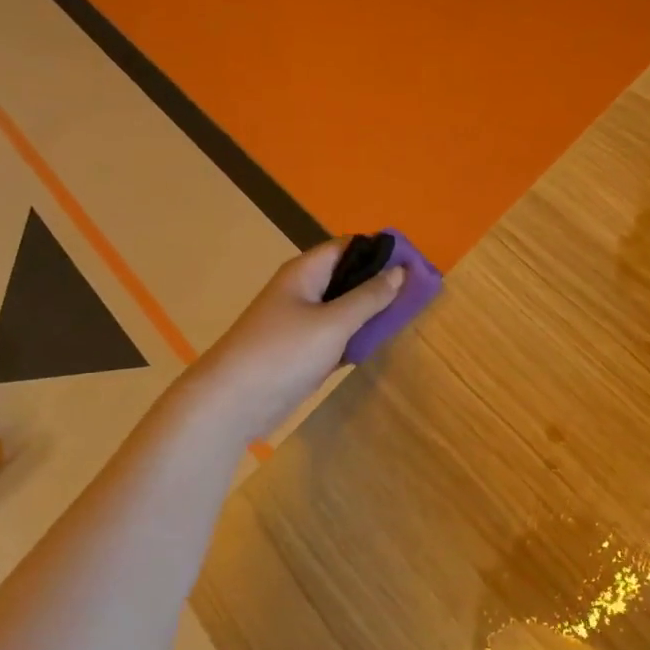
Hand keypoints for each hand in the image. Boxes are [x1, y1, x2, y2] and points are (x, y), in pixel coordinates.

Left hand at [184, 240, 404, 443]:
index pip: (349, 247)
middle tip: (418, 293)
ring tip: (407, 316)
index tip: (416, 264)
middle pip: (347, 276)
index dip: (381, 251)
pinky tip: (379, 344)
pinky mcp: (301, 351)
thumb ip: (368, 298)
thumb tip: (400, 271)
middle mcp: (303, 291)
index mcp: (305, 272)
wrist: (231, 403)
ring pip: (343, 308)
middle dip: (379, 282)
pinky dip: (356, 337)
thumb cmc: (282, 353)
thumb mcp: (333, 323)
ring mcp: (301, 323)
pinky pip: (336, 335)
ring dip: (370, 312)